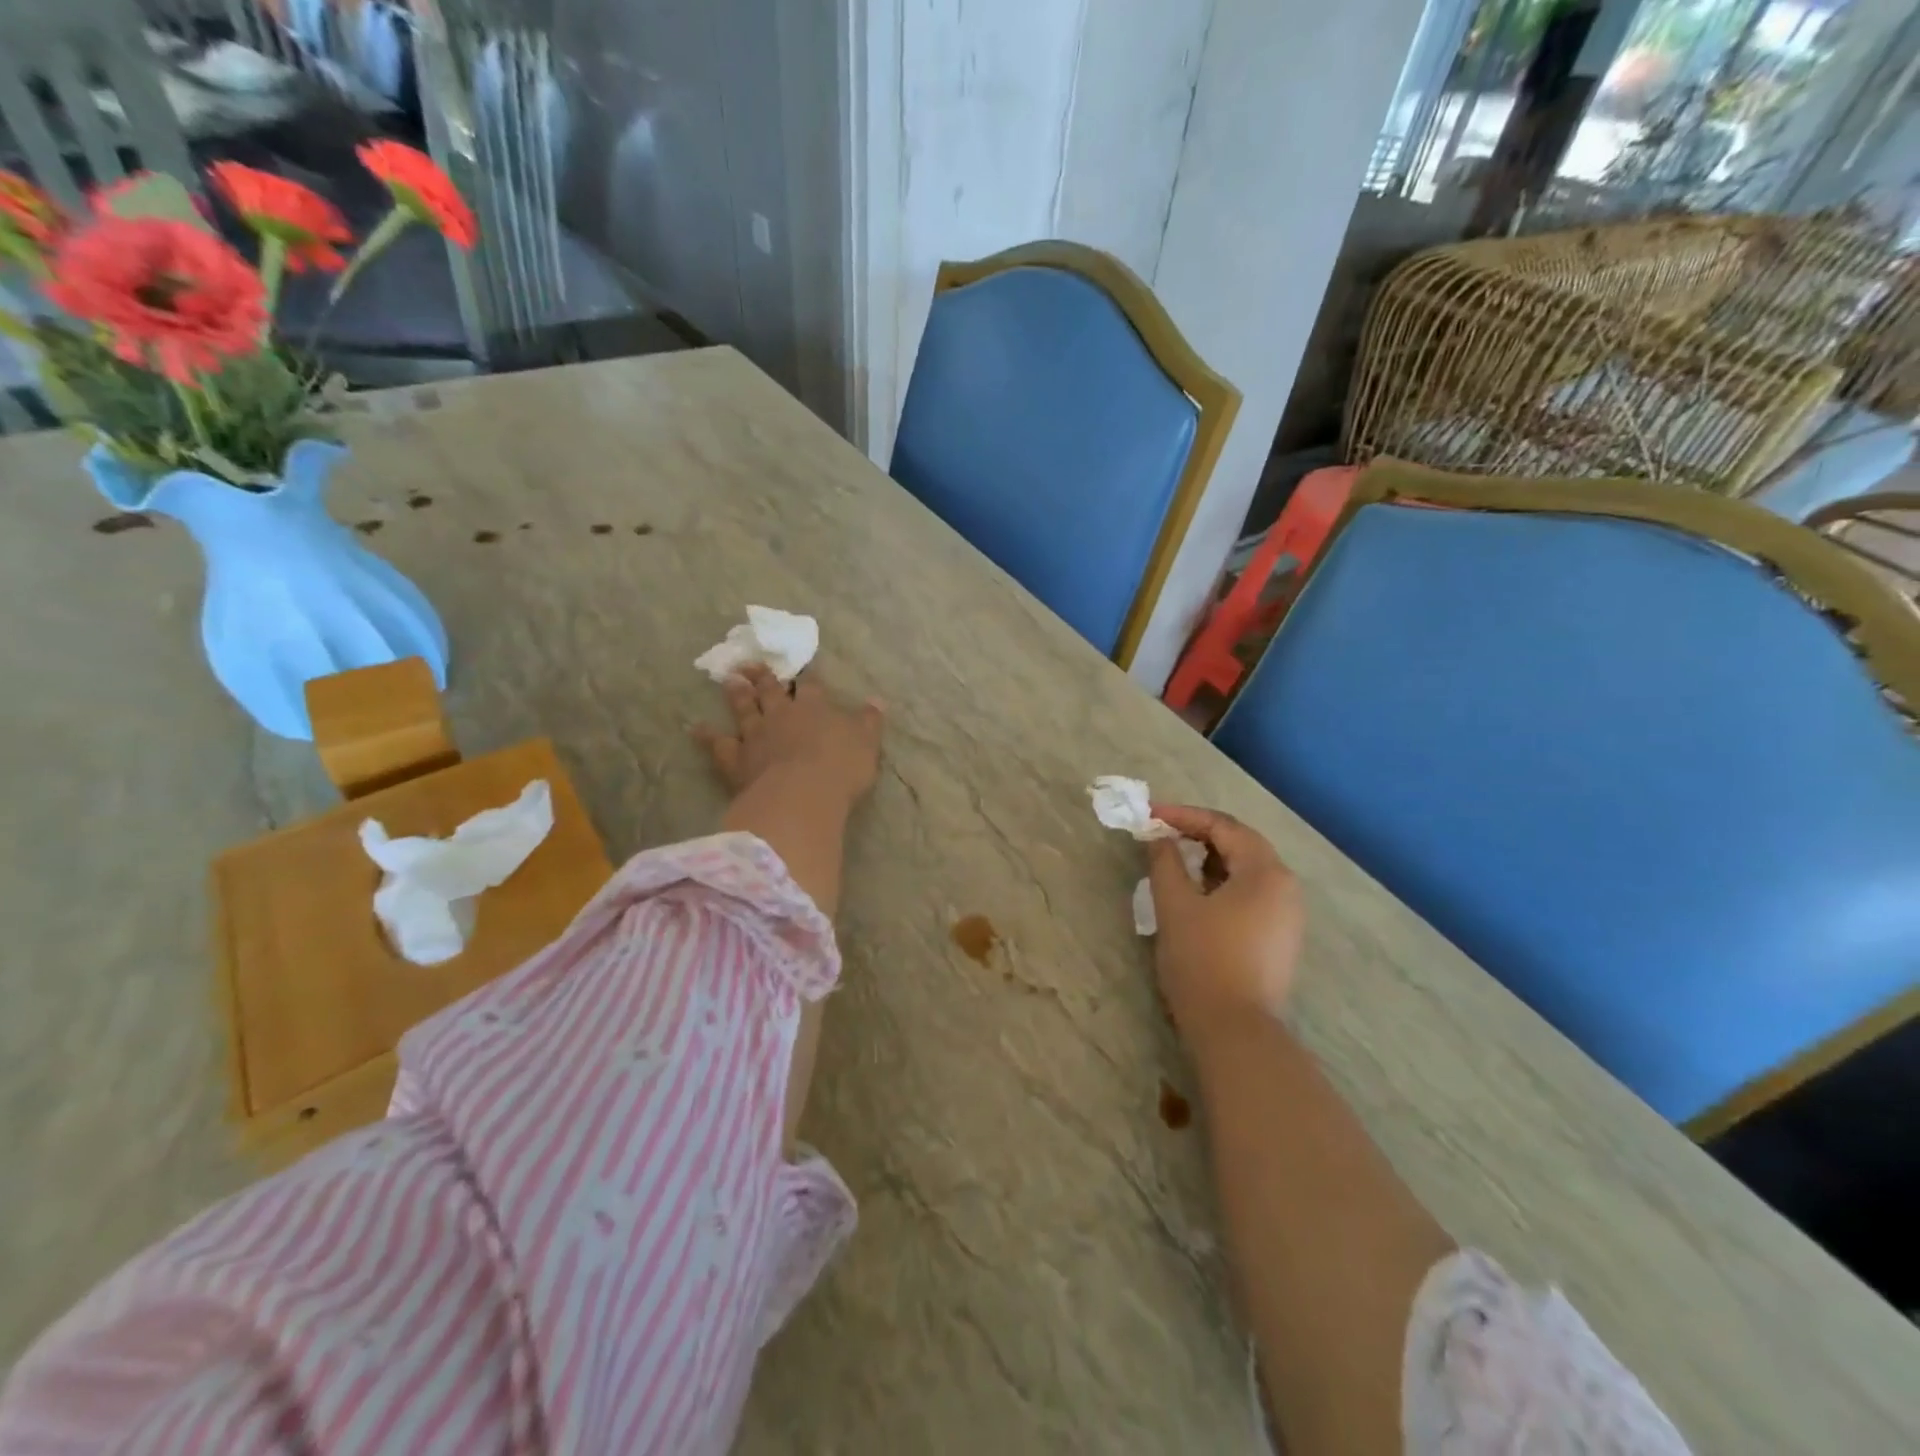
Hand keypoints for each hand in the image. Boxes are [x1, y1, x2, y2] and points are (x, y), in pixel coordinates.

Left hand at [694, 664, 884, 809]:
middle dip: (763, 677)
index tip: (805, 668)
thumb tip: (877, 700)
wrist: (803, 794)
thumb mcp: (867, 742)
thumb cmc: (841, 767)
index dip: (809, 677)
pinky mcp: (737, 759)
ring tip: (729, 679)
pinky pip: (718, 745)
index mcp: (815, 708)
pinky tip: (695, 728)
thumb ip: (869, 721)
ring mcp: (756, 736)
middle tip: (750, 663)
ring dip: (737, 694)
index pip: (812, 687)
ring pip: (744, 709)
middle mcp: (782, 715)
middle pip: (771, 691)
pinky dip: (707, 736)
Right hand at [1146, 804, 1304, 1041]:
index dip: (1184, 816)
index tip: (1150, 815)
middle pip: (1241, 844)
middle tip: (1161, 834)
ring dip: (1210, 859)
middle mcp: (1286, 887)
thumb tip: (1160, 838)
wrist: (1235, 1030)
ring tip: (1175, 861)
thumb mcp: (1175, 905)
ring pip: (1247, 870)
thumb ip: (1165, 862)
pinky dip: (1222, 884)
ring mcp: (1288, 915)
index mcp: (1265, 872)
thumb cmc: (1202, 960)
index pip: (1224, 826)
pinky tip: (1197, 895)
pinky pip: (1251, 894)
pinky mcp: (1281, 938)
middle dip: (1199, 835)